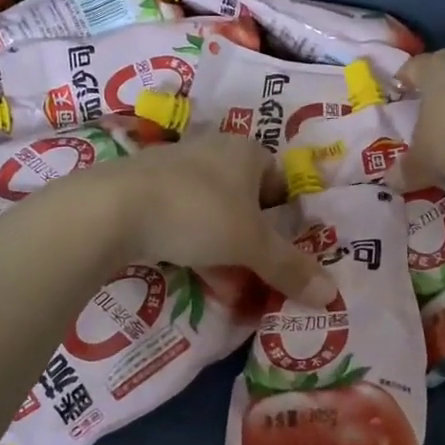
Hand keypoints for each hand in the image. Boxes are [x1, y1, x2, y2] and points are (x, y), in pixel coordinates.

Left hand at [106, 133, 336, 304]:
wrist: (111, 209)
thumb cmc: (197, 214)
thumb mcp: (251, 245)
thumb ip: (290, 268)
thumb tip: (333, 295)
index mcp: (245, 151)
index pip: (278, 180)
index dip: (283, 216)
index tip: (280, 248)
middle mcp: (212, 149)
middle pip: (244, 198)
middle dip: (251, 237)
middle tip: (254, 271)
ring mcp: (173, 166)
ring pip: (211, 209)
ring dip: (220, 244)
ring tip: (222, 280)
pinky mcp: (142, 186)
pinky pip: (179, 216)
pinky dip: (188, 241)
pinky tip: (185, 268)